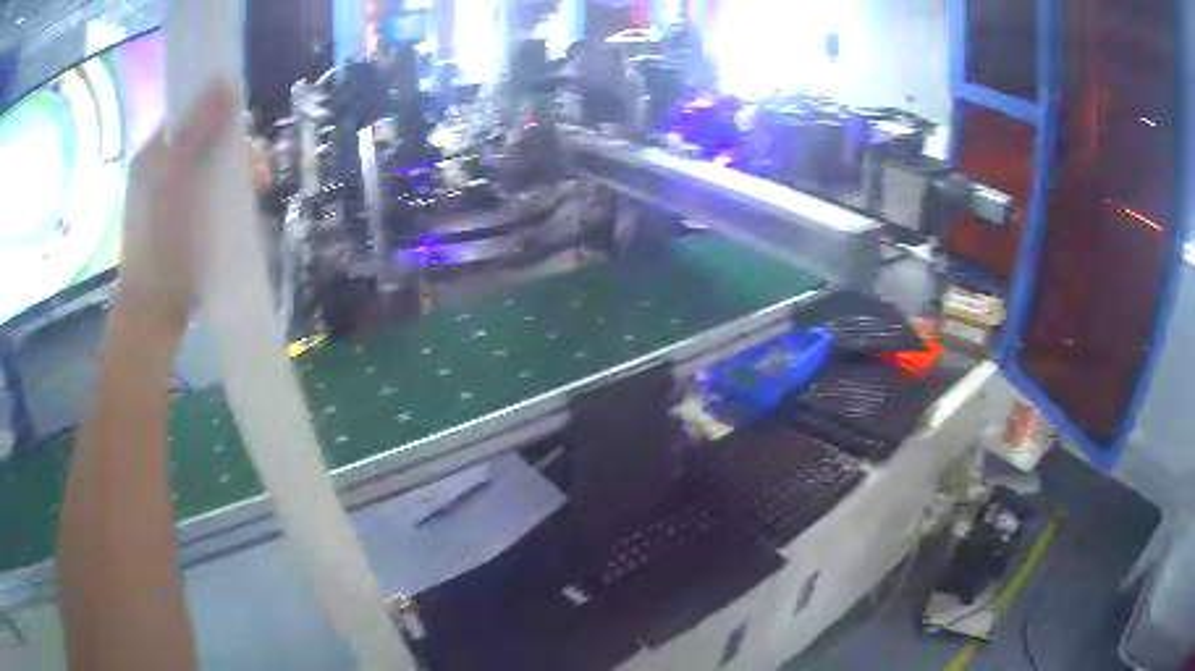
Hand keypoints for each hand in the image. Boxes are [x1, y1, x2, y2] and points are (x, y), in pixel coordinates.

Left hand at [115, 82, 232, 335]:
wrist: (153, 317)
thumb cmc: (159, 249)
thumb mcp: (175, 183)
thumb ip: (196, 133)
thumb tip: (226, 82)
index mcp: (153, 153)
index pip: (190, 111)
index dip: (218, 108)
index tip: (244, 126)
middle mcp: (161, 169)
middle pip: (205, 136)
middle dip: (236, 144)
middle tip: (257, 170)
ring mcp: (172, 197)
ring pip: (212, 164)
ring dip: (238, 169)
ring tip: (258, 190)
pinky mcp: (183, 221)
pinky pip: (212, 192)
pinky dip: (230, 192)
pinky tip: (244, 207)